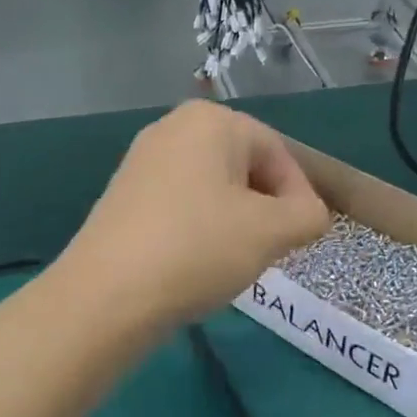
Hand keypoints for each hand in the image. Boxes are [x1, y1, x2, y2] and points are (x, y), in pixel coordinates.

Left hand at [62, 100, 331, 329]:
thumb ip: (308, 215)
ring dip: (235, 221)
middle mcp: (172, 128)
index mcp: (211, 121)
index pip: (278, 152)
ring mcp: (141, 161)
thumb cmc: (198, 249)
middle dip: (266, 208)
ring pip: (212, 188)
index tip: (304, 238)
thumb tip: (308, 214)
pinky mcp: (123, 195)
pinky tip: (197, 263)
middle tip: (272, 249)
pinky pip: (180, 204)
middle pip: (243, 167)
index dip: (300, 196)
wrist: (107, 295)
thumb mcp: (272, 232)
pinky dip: (200, 228)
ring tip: (235, 260)